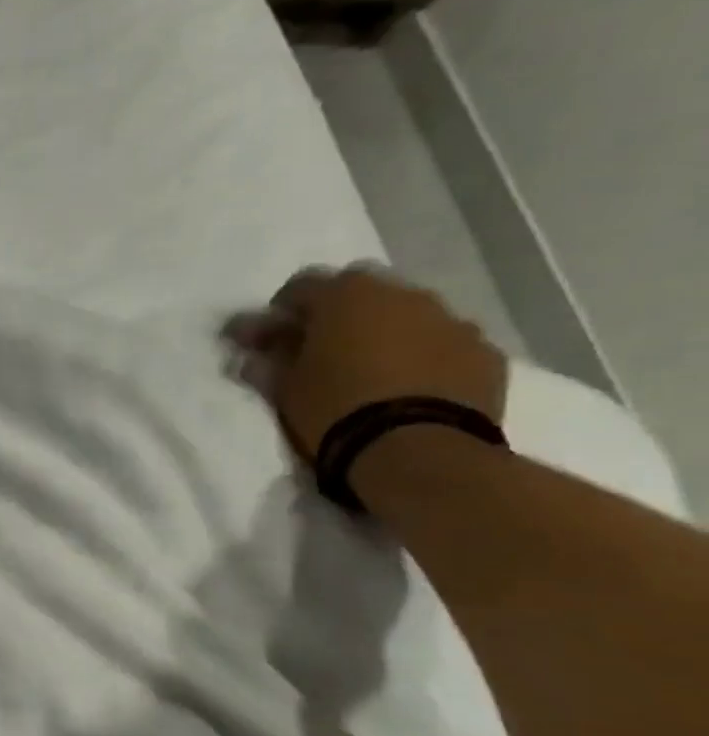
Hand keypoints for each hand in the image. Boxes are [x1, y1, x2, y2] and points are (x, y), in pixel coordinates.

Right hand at [227, 266, 507, 459]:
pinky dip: (423, 356)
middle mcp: (402, 294)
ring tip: (368, 371)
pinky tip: (408, 386)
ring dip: (384, 332)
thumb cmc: (334, 409)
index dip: (280, 311)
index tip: (268, 338)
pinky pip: (443, 344)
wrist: (416, 450)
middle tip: (320, 349)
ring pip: (407, 315)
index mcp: (346, 296)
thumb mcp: (284, 388)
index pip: (302, 285)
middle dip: (337, 314)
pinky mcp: (484, 352)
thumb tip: (251, 353)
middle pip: (361, 291)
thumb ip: (268, 361)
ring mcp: (451, 321)